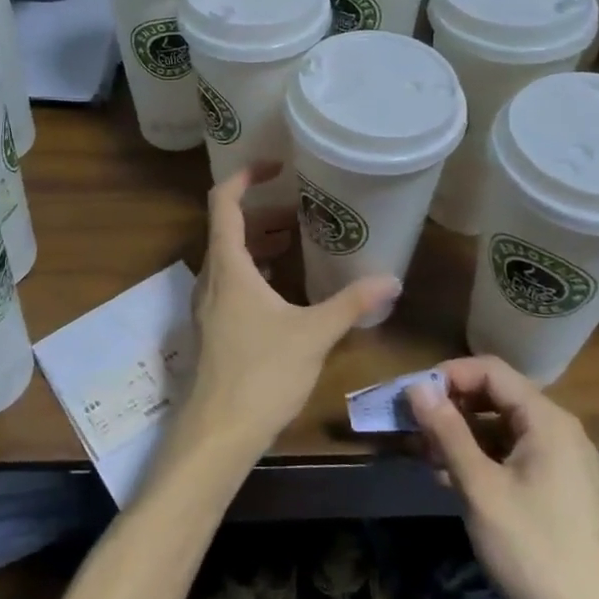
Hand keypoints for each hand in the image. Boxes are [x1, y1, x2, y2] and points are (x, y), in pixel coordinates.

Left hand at [184, 165, 398, 458]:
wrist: (218, 432)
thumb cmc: (262, 373)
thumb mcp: (313, 334)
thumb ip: (351, 303)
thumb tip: (392, 279)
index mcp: (228, 265)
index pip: (225, 201)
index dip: (246, 176)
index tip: (277, 166)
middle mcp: (210, 277)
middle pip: (229, 227)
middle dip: (263, 212)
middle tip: (301, 209)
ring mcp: (206, 304)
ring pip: (229, 256)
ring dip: (259, 241)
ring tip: (296, 239)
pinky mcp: (211, 327)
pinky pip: (230, 281)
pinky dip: (254, 270)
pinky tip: (283, 286)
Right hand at [407, 356, 598, 598]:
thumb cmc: (534, 552)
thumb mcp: (481, 489)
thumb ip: (447, 432)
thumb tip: (417, 387)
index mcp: (547, 421)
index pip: (489, 371)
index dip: (446, 376)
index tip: (410, 398)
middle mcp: (558, 432)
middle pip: (495, 397)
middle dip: (449, 407)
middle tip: (409, 426)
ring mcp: (561, 463)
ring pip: (500, 430)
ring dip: (459, 436)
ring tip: (421, 455)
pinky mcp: (558, 492)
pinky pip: (511, 457)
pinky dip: (479, 459)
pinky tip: (449, 479)